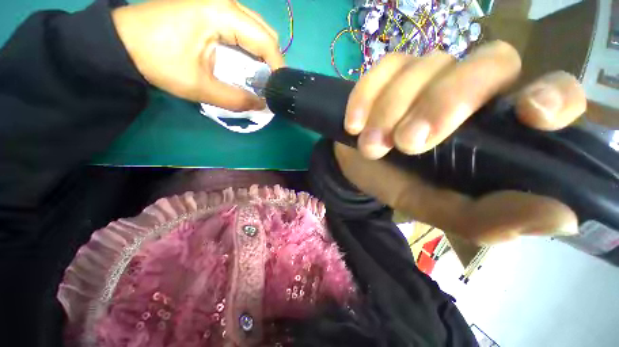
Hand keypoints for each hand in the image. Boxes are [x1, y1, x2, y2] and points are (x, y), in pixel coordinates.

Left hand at [111, 0, 283, 110]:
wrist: (123, 42)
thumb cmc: (158, 61)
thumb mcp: (200, 86)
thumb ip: (236, 99)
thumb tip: (261, 105)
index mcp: (222, 13)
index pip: (265, 41)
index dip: (277, 67)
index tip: (279, 88)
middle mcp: (226, 1)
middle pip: (265, 32)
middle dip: (272, 61)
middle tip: (269, 84)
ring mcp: (218, 2)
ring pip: (255, 29)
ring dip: (261, 55)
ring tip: (259, 77)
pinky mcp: (212, 7)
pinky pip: (243, 28)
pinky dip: (250, 48)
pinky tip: (244, 63)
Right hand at [336, 41, 586, 244]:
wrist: (357, 167)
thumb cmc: (397, 184)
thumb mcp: (436, 207)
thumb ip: (486, 217)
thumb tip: (561, 219)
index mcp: (495, 126)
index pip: (553, 92)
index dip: (552, 95)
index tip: (530, 114)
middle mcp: (470, 88)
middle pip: (486, 63)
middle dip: (442, 104)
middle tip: (406, 143)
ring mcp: (425, 73)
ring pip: (424, 67)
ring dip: (390, 112)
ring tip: (370, 146)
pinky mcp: (387, 73)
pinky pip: (382, 69)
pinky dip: (365, 97)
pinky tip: (353, 125)